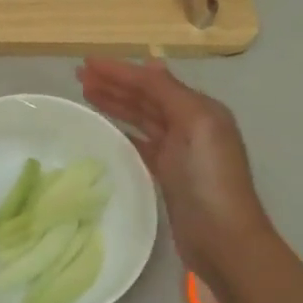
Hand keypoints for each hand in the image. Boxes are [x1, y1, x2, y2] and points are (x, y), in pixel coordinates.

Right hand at [78, 57, 274, 284]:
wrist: (223, 240)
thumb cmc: (209, 180)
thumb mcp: (196, 126)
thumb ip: (170, 94)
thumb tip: (150, 63)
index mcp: (200, 109)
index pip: (153, 82)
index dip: (120, 71)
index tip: (86, 64)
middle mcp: (191, 126)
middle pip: (146, 98)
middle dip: (114, 84)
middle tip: (79, 77)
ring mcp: (179, 152)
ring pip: (141, 118)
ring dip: (116, 104)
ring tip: (86, 94)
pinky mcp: (168, 175)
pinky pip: (141, 144)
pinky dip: (124, 132)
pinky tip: (106, 128)